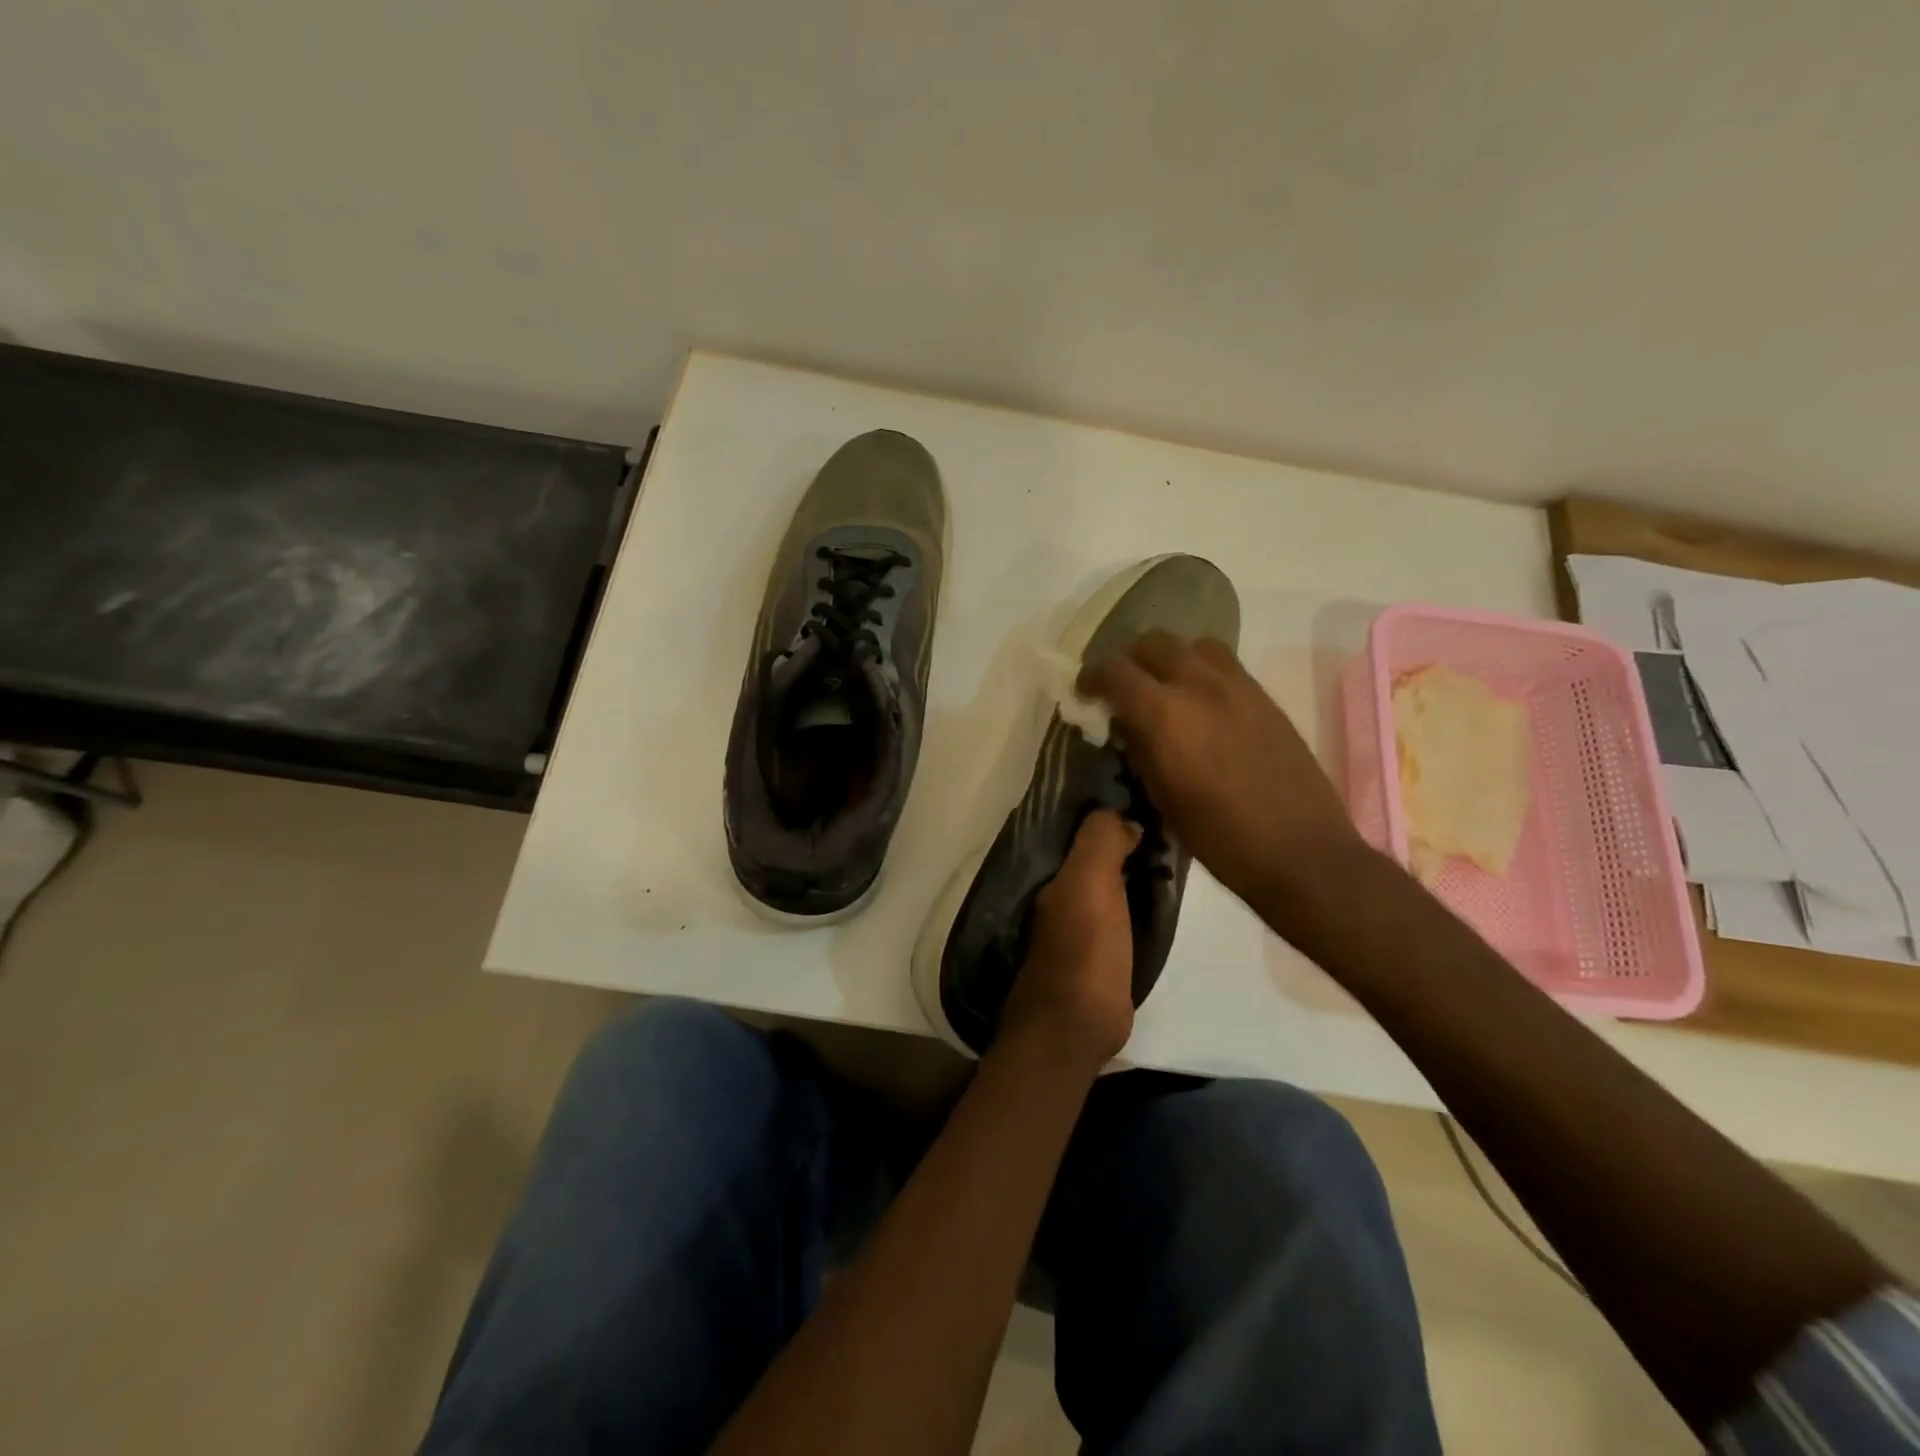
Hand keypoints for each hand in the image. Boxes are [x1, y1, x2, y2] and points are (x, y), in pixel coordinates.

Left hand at [999, 810, 1141, 1070]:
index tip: (1145, 795)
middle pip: (1093, 854)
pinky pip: (1118, 911)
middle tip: (1167, 822)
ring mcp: (1076, 926)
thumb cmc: (1084, 949)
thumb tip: (1124, 817)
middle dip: (1121, 837)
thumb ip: (1100, 842)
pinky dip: (1134, 898)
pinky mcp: (1096, 953)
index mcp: (1054, 874)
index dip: (1108, 810)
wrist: (1074, 1026)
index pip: (1080, 828)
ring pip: (1107, 882)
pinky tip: (1158, 893)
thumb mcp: (1090, 884)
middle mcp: (1059, 894)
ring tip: (1170, 852)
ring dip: (1131, 868)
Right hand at [1079, 632, 1366, 924]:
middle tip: (1122, 686)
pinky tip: (1200, 702)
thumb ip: (1139, 751)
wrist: (1300, 851)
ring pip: (1193, 644)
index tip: (1086, 692)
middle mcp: (1200, 686)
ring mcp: (1238, 686)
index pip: (1115, 671)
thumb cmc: (1220, 837)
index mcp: (1166, 715)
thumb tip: (1127, 726)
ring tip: (1164, 686)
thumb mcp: (1162, 799)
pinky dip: (1201, 669)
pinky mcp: (1264, 696)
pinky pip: (1224, 663)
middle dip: (1128, 659)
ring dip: (1169, 658)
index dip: (1092, 677)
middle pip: (1153, 643)